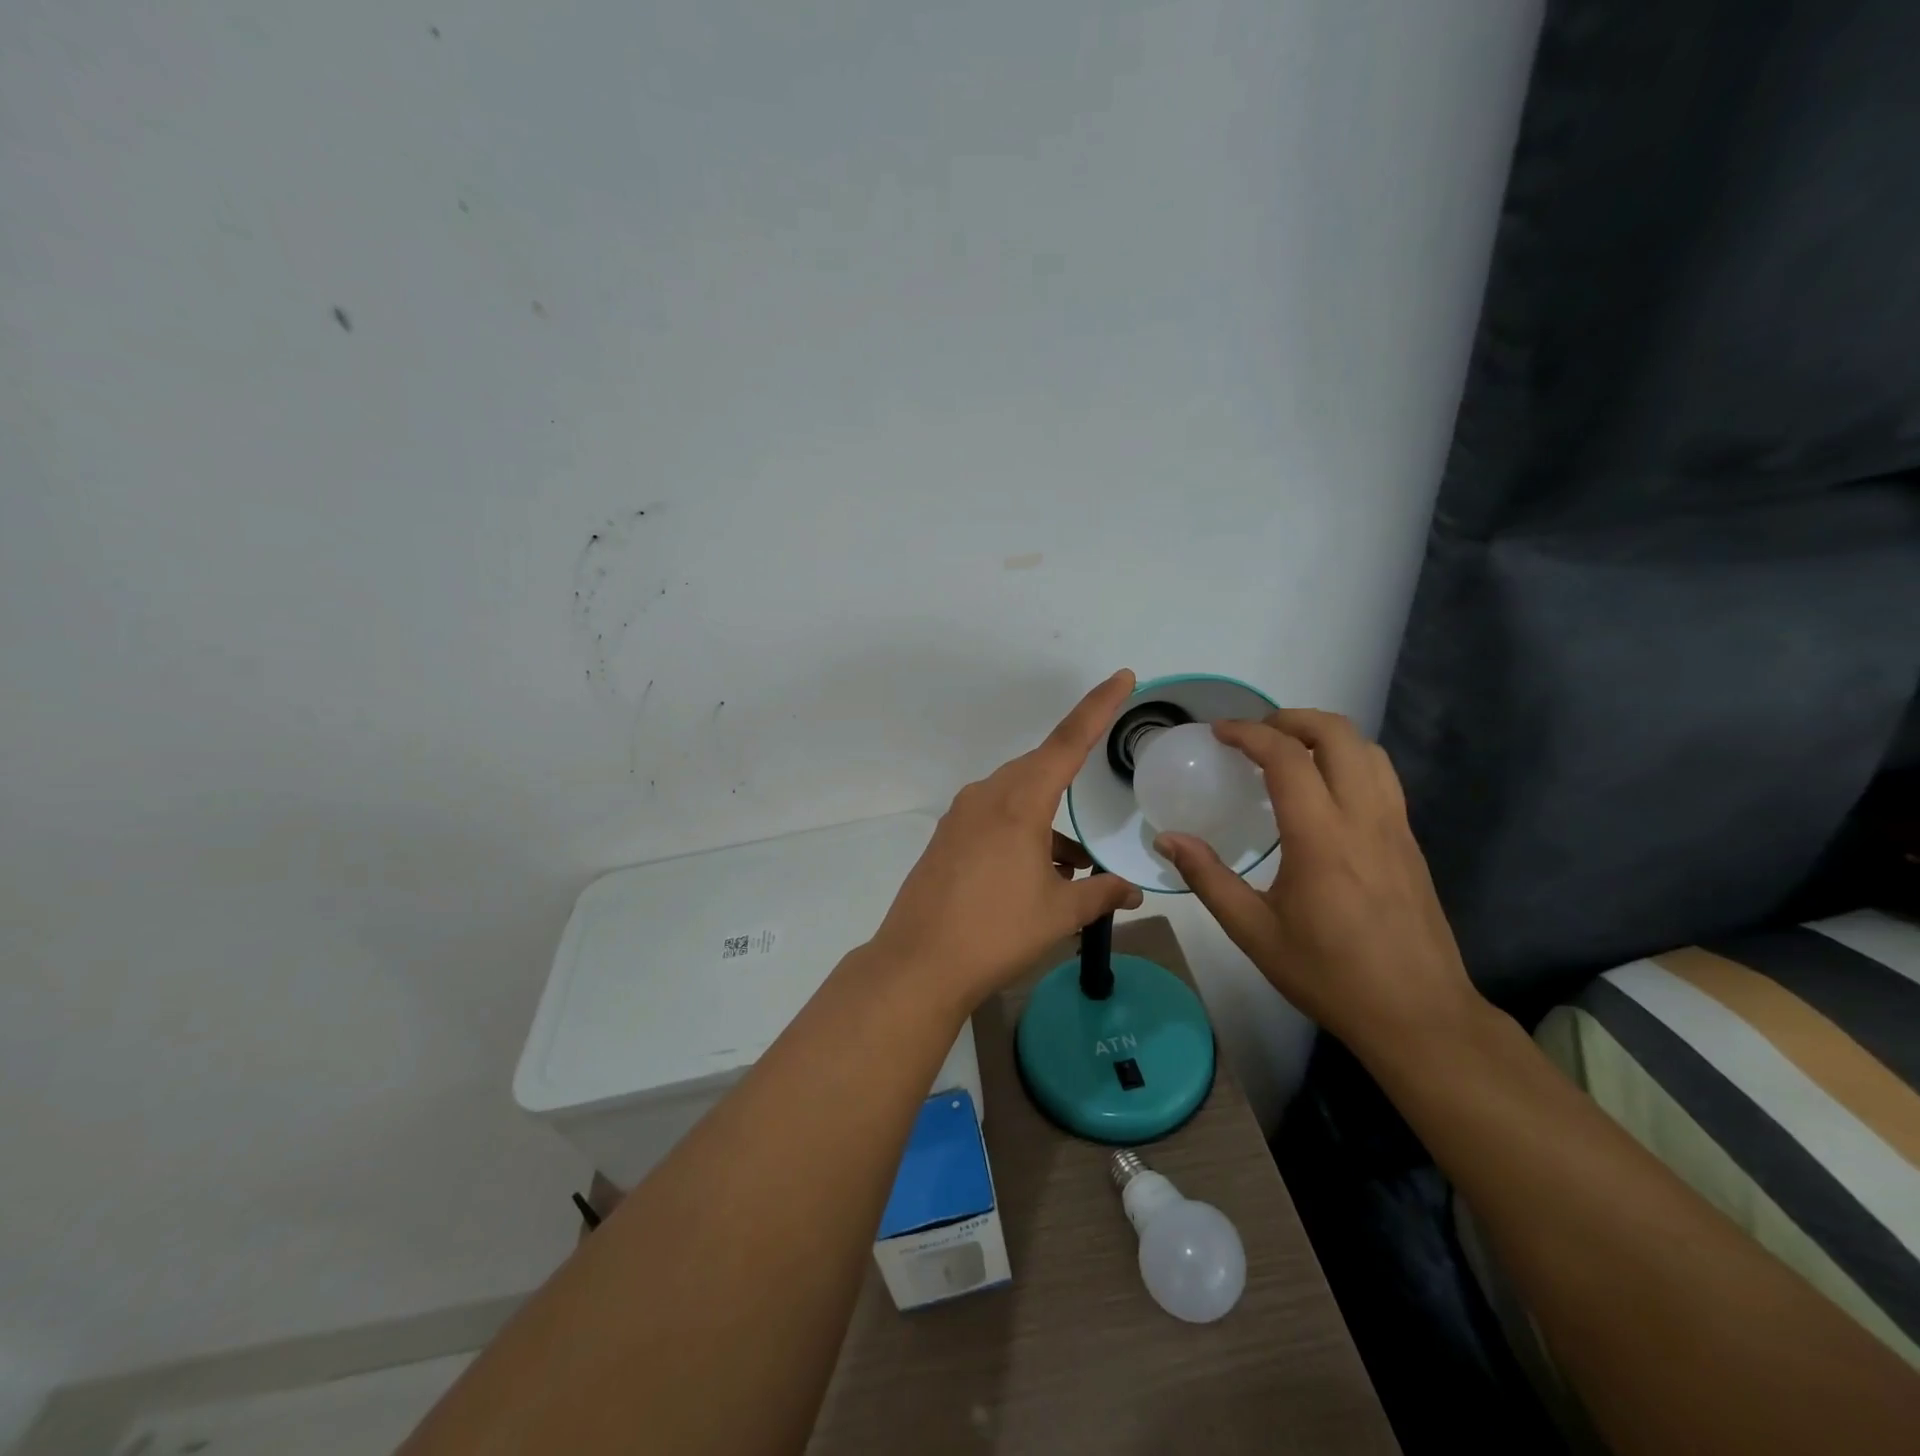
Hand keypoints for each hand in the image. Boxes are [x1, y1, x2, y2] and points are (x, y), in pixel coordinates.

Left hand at [868, 671, 1145, 1011]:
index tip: (1122, 677)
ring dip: (1046, 820)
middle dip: (1071, 781)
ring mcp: (961, 816)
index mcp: (1019, 802)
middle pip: (1039, 769)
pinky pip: (993, 818)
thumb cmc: (997, 932)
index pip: (1068, 742)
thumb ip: (1101, 894)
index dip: (1098, 707)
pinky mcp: (946, 838)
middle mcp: (987, 796)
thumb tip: (1133, 892)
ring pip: (1016, 797)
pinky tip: (1037, 872)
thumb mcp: (1060, 913)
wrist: (919, 964)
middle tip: (1096, 798)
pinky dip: (1021, 833)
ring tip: (1073, 864)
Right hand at [1153, 710, 1479, 1061]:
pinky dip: (1348, 760)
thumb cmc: (1329, 975)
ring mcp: (1396, 827)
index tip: (1219, 732)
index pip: (1288, 758)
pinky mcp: (1411, 841)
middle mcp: (1364, 818)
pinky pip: (1382, 777)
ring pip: (1369, 750)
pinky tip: (1322, 790)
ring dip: (1325, 735)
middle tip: (1254, 734)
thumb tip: (1167, 839)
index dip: (1249, 733)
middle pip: (1338, 734)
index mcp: (1322, 838)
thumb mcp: (1254, 932)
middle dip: (1292, 719)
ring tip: (1287, 752)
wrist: (1419, 1015)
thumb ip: (1208, 878)